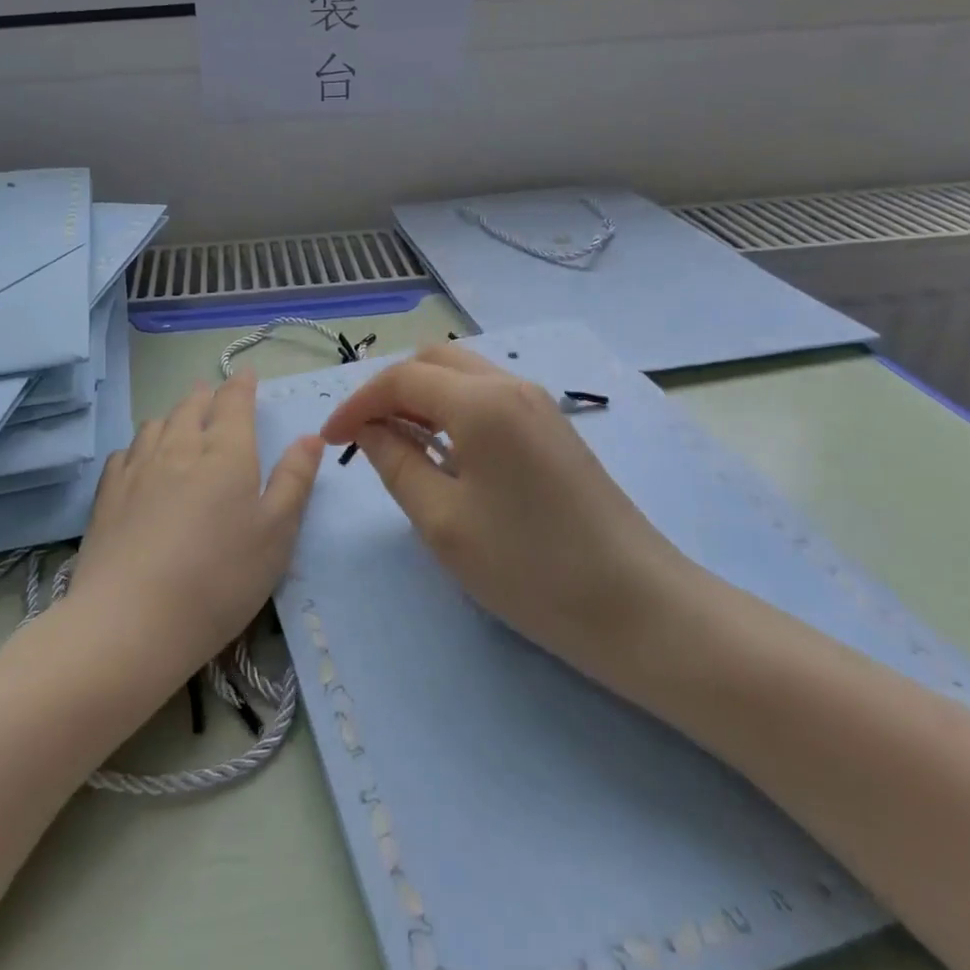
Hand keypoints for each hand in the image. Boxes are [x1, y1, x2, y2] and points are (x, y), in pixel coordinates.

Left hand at [67, 372, 322, 692]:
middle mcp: (179, 446)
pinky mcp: (108, 493)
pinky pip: (125, 452)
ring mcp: (138, 468)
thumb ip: (294, 480)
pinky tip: (140, 458)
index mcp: (226, 452)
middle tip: (212, 393)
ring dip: (172, 415)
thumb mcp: (276, 534)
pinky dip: (139, 444)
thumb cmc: (220, 577)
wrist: (132, 620)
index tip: (246, 376)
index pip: (234, 402)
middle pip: (191, 406)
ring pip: (156, 424)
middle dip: (205, 395)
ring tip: (179, 419)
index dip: (241, 386)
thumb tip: (310, 436)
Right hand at [320, 342, 696, 684]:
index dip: (357, 404)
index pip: (400, 379)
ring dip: (421, 397)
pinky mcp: (553, 427)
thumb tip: (368, 429)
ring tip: (398, 444)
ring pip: (461, 375)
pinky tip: (445, 452)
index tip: (330, 442)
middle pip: (432, 362)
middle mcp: (510, 385)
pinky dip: (451, 409)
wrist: (639, 608)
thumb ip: (396, 462)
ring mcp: (538, 404)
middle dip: (389, 390)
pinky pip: (487, 396)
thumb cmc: (531, 569)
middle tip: (365, 436)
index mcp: (480, 401)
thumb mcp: (443, 521)